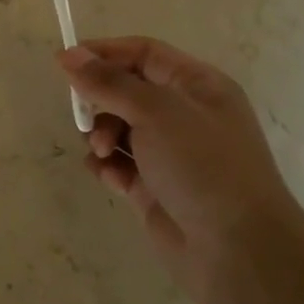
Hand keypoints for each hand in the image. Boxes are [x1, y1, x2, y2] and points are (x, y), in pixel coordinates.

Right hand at [59, 37, 303, 303]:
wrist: (239, 251)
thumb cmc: (203, 166)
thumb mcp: (156, 112)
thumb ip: (109, 83)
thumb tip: (70, 56)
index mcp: (197, 86)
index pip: (144, 53)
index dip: (105, 52)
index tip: (64, 63)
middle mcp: (185, 115)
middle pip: (127, 91)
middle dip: (101, 101)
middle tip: (85, 119)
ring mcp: (171, 154)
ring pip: (120, 129)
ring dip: (101, 136)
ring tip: (102, 153)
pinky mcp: (156, 189)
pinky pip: (121, 165)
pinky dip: (109, 167)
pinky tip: (109, 178)